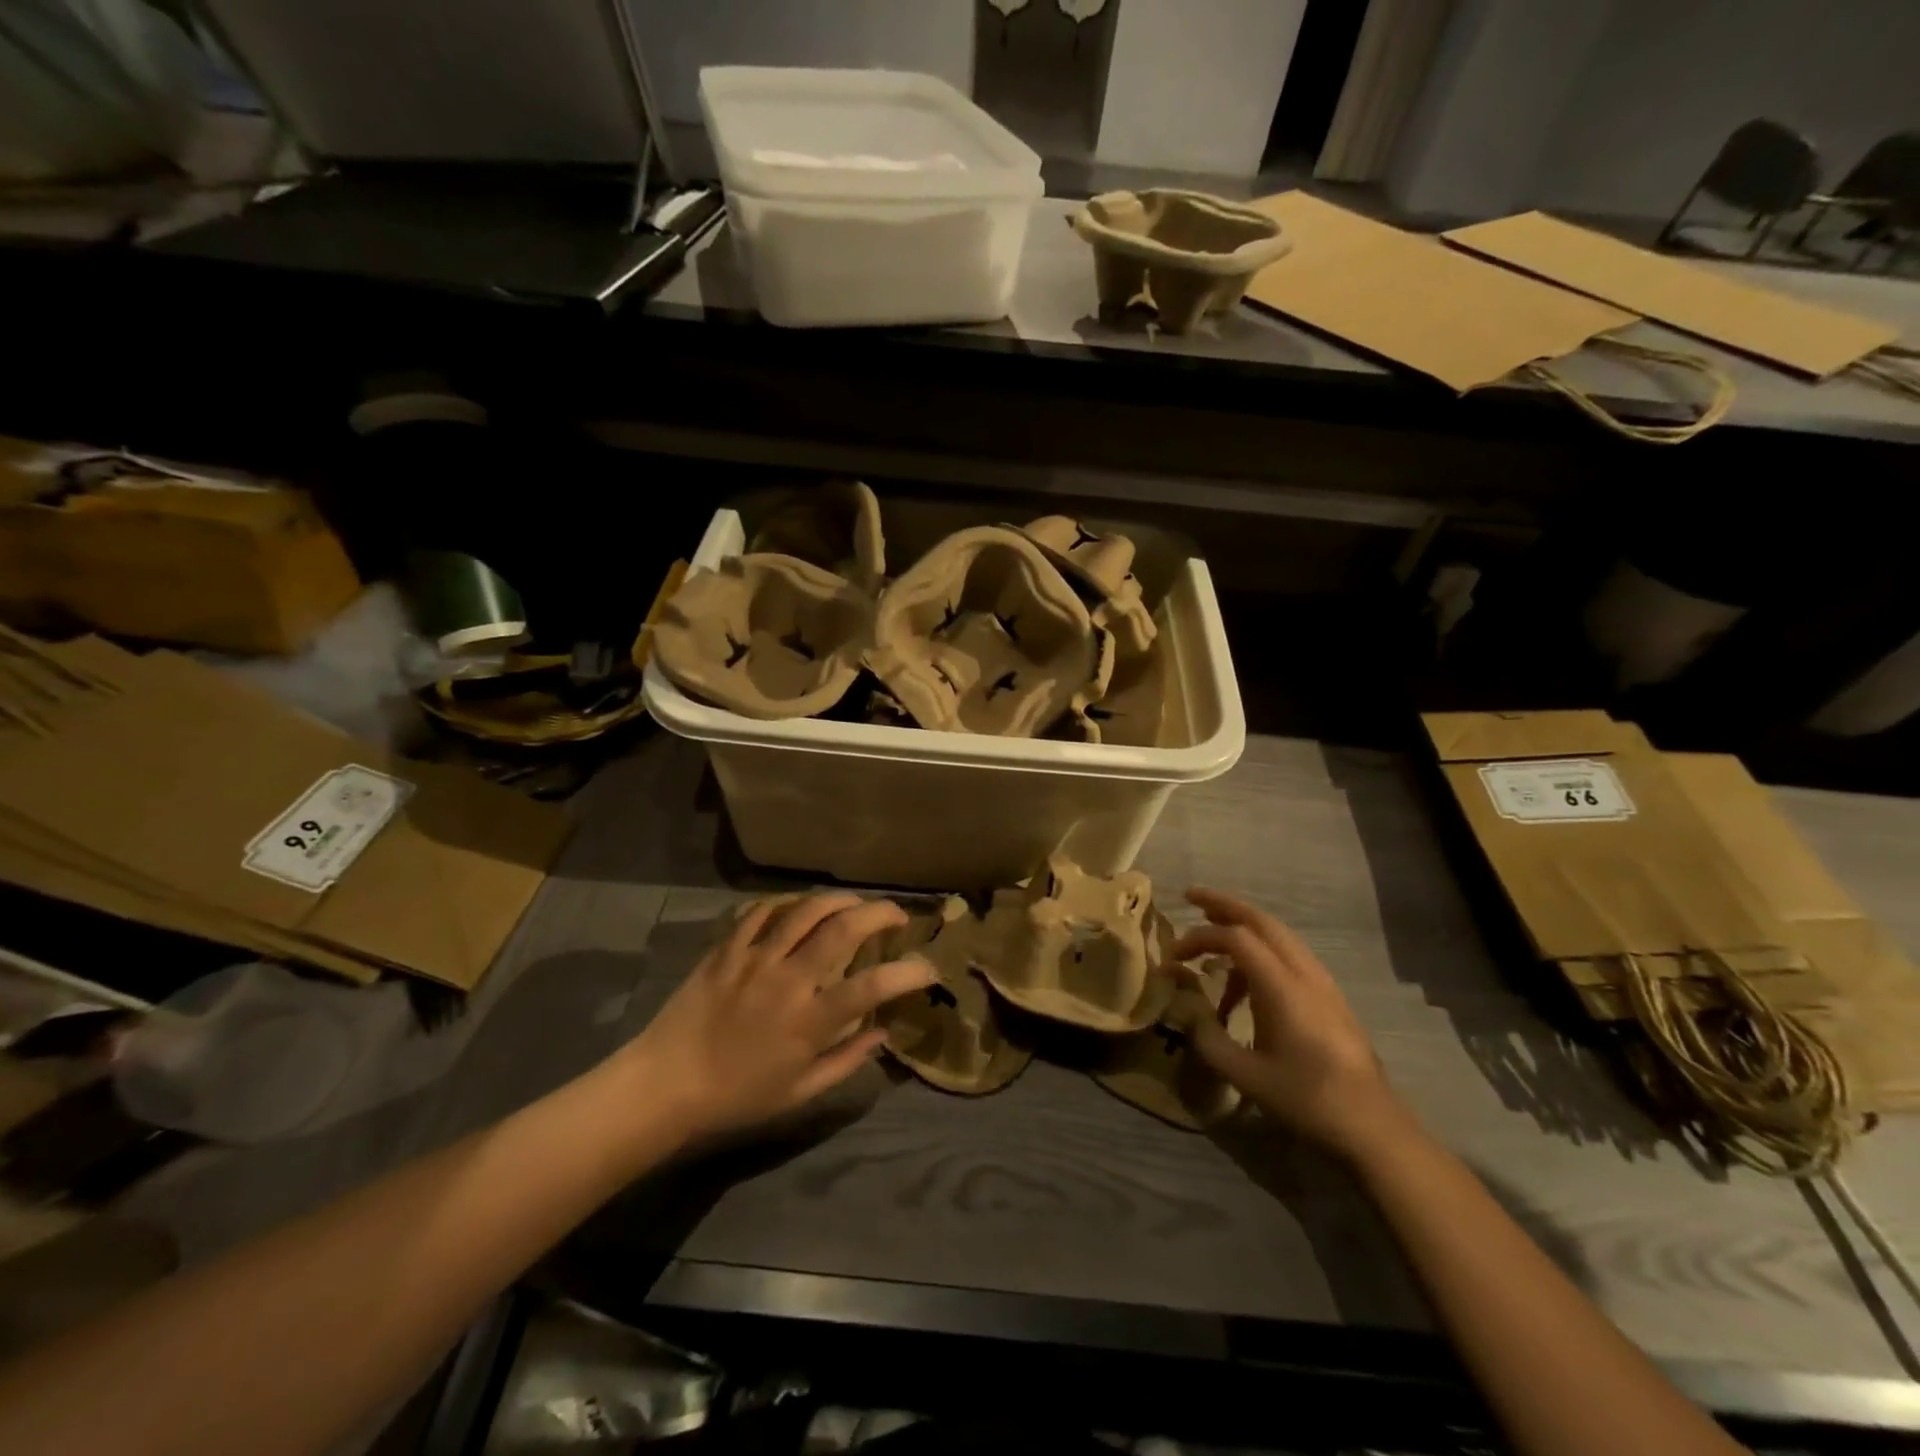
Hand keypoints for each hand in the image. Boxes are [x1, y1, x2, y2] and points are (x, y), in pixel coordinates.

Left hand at [619, 894, 934, 1143]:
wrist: (665, 1085)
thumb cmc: (737, 1097)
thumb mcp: (799, 1094)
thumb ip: (846, 1061)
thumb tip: (883, 1032)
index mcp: (809, 1021)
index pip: (872, 986)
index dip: (908, 973)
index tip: (927, 968)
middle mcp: (788, 980)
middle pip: (843, 929)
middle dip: (880, 914)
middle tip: (897, 916)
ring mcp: (755, 958)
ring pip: (806, 909)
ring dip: (840, 899)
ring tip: (855, 903)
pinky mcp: (727, 948)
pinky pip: (762, 911)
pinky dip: (788, 903)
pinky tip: (800, 908)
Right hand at [1173, 888, 1413, 1159]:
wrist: (1372, 1127)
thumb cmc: (1307, 1100)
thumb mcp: (1246, 1076)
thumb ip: (1209, 1039)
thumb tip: (1187, 1014)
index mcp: (1283, 986)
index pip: (1236, 937)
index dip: (1200, 937)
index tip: (1174, 956)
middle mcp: (1304, 973)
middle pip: (1262, 920)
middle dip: (1224, 905)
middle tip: (1191, 897)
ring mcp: (1321, 982)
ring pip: (1278, 934)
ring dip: (1244, 925)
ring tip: (1213, 935)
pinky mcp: (1329, 996)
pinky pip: (1289, 954)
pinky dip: (1261, 949)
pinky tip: (1244, 979)